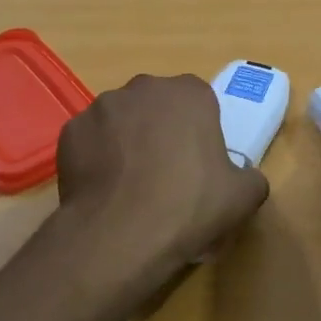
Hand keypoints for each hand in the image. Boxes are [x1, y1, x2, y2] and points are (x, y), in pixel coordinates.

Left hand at [53, 73, 269, 309]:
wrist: (121, 233)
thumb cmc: (190, 205)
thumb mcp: (243, 197)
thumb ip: (250, 177)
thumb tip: (244, 178)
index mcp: (189, 93)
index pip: (199, 101)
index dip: (199, 131)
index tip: (198, 163)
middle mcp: (143, 87)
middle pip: (156, 105)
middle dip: (160, 130)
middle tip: (164, 173)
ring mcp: (101, 106)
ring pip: (120, 120)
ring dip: (126, 141)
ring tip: (129, 185)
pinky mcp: (70, 130)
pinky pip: (90, 140)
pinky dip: (95, 158)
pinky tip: (103, 190)